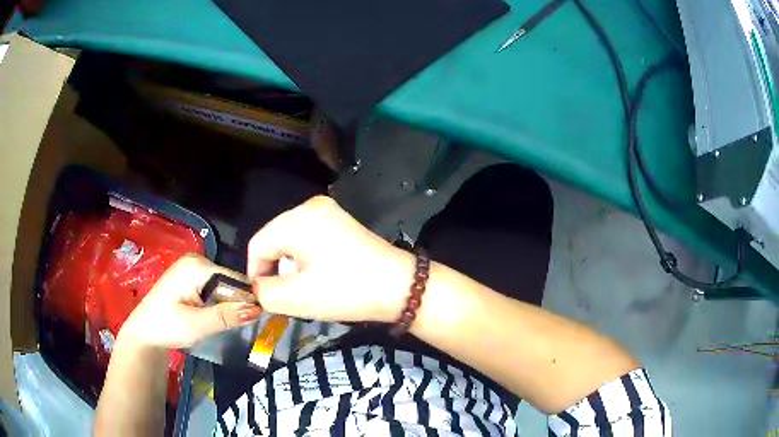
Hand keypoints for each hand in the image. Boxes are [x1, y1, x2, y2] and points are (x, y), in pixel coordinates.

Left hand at [119, 254, 260, 348]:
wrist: (144, 332)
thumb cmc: (166, 327)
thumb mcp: (197, 325)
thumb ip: (226, 316)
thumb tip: (258, 308)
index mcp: (197, 266)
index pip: (234, 279)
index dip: (249, 299)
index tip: (261, 319)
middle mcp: (197, 260)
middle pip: (230, 280)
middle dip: (239, 301)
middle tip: (244, 325)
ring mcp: (193, 267)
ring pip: (224, 285)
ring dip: (231, 303)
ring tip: (233, 322)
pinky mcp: (191, 276)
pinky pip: (215, 287)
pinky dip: (221, 302)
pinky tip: (219, 315)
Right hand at [248, 196, 413, 322]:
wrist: (402, 288)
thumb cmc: (347, 290)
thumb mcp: (298, 298)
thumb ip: (265, 293)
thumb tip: (256, 289)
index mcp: (297, 219)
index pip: (258, 244)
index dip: (254, 273)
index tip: (263, 299)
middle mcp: (311, 207)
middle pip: (274, 241)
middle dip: (275, 271)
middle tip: (285, 298)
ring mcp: (329, 213)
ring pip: (292, 242)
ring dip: (291, 268)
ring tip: (304, 291)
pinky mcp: (342, 224)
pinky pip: (310, 241)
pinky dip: (306, 261)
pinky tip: (320, 279)